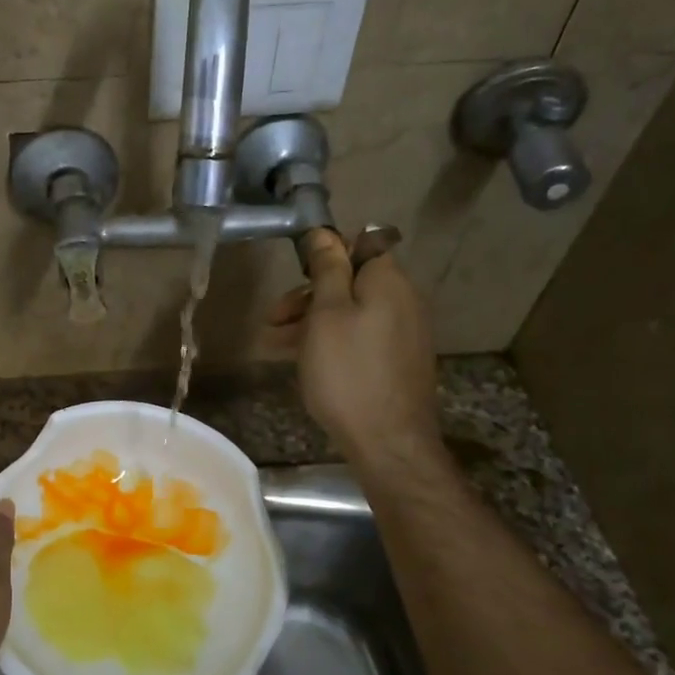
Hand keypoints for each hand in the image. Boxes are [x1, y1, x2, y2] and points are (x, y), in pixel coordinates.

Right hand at [268, 228, 440, 459]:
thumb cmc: (348, 372)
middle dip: (308, 295)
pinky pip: (359, 338)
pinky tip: (302, 360)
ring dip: (311, 322)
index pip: (360, 245)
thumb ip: (327, 269)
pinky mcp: (396, 361)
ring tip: (273, 345)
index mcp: (388, 281)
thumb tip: (324, 232)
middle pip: (350, 282)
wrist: (389, 442)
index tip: (294, 275)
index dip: (325, 254)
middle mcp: (402, 301)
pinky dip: (330, 342)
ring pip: (350, 313)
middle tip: (272, 318)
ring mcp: (402, 333)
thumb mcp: (326, 315)